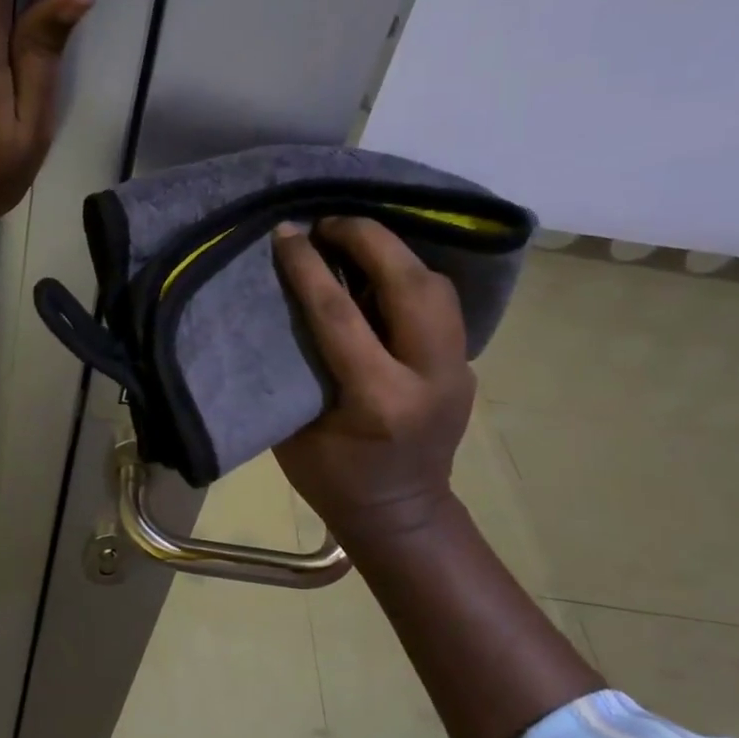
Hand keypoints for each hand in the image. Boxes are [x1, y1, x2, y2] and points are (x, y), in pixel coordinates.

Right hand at [271, 218, 476, 545]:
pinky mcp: (464, 365)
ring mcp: (457, 371)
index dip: (308, 267)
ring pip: (437, 287)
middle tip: (328, 223)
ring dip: (394, 253)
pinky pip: (440, 304)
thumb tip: (275, 306)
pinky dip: (408, 276)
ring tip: (353, 241)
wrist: (401, 515)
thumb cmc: (333, 480)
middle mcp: (429, 379)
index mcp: (379, 401)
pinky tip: (378, 273)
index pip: (341, 315)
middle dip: (369, 239)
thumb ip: (292, 366)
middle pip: (411, 285)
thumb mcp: (294, 430)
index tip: (286, 233)